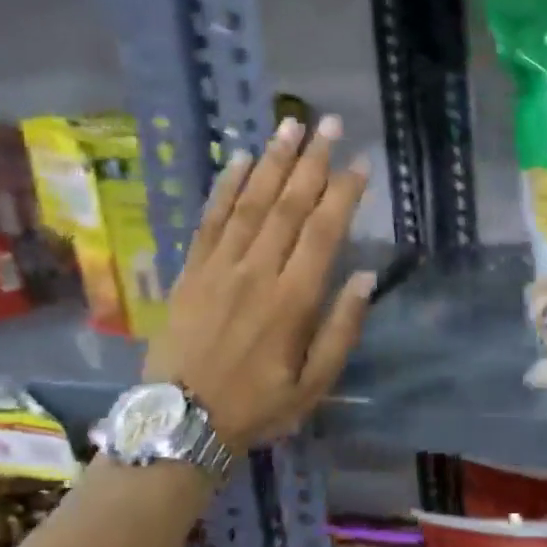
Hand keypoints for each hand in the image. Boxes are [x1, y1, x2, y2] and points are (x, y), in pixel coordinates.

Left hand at [143, 113, 374, 450]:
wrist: (180, 423)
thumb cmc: (257, 407)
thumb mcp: (314, 385)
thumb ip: (342, 330)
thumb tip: (366, 278)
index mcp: (292, 301)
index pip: (323, 232)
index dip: (344, 193)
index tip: (361, 162)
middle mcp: (257, 272)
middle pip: (288, 205)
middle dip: (313, 161)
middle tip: (330, 123)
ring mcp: (219, 268)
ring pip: (250, 203)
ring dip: (272, 161)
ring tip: (291, 126)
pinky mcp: (190, 271)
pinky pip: (209, 220)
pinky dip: (225, 187)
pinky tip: (238, 159)